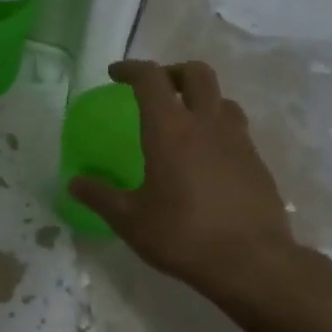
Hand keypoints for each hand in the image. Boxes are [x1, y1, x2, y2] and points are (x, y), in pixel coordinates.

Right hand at [68, 60, 306, 309]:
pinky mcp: (257, 162)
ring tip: (185, 121)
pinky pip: (236, 129)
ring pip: (222, 99)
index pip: (150, 79)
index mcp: (169, 130)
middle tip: (156, 90)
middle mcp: (206, 124)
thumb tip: (74, 183)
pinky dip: (217, 128)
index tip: (115, 75)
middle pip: (196, 74)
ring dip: (200, 98)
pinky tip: (207, 158)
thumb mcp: (129, 220)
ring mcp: (238, 141)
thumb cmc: (182, 235)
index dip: (131, 69)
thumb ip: (100, 196)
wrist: (252, 262)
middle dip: (172, 72)